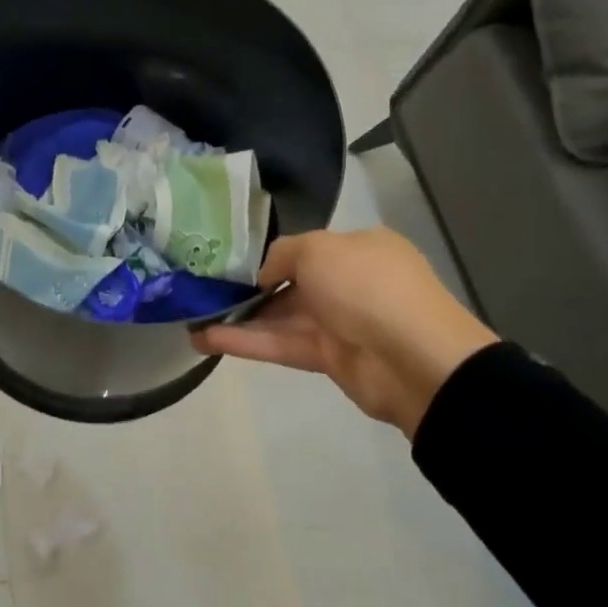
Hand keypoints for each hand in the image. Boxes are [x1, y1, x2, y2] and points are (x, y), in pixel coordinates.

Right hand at [192, 227, 496, 436]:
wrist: (415, 359)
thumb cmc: (368, 286)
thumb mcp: (318, 249)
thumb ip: (282, 254)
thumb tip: (263, 275)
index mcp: (358, 249)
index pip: (306, 248)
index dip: (269, 254)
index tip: (230, 260)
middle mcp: (349, 282)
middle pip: (290, 283)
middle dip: (248, 287)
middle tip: (203, 288)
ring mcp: (339, 322)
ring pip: (280, 316)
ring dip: (238, 317)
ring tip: (192, 318)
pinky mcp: (328, 358)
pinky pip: (281, 344)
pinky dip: (246, 341)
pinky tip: (206, 339)